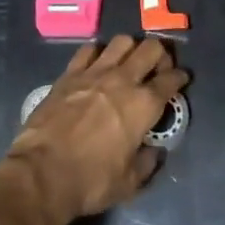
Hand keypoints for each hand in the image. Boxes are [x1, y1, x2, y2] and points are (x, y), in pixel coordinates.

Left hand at [5, 36, 189, 224]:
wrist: (42, 172)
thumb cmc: (91, 181)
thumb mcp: (129, 183)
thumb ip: (147, 163)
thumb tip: (153, 151)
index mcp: (143, 105)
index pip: (170, 80)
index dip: (180, 77)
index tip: (182, 78)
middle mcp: (123, 80)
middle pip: (151, 48)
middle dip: (161, 54)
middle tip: (158, 67)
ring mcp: (95, 72)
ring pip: (122, 41)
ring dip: (131, 48)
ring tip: (129, 61)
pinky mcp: (70, 73)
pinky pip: (89, 50)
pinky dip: (98, 53)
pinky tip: (97, 64)